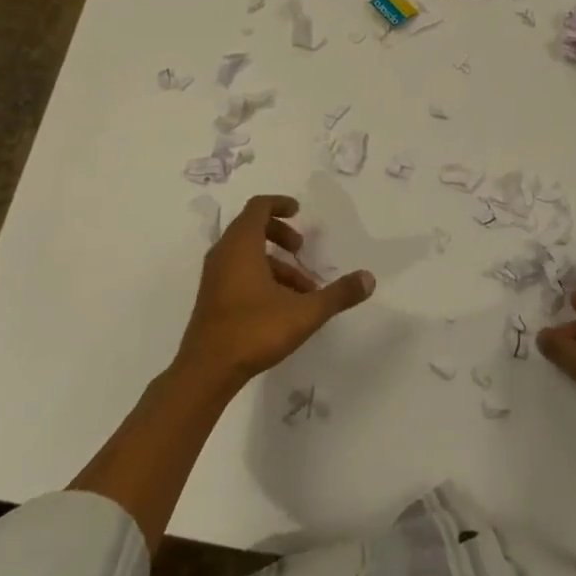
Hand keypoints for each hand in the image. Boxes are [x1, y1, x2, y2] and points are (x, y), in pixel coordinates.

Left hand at [175, 195, 375, 391]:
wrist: (205, 371)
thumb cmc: (253, 331)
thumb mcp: (304, 312)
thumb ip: (338, 294)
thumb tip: (369, 278)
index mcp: (241, 245)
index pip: (258, 207)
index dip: (279, 204)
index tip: (299, 210)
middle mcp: (223, 253)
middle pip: (251, 227)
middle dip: (279, 233)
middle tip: (301, 248)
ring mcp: (214, 277)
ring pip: (246, 254)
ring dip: (274, 262)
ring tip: (302, 289)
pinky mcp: (212, 297)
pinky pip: (238, 272)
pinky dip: (260, 276)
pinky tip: (281, 306)